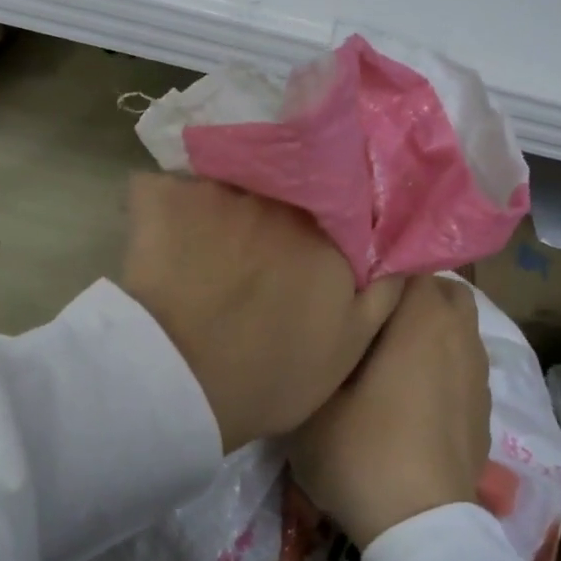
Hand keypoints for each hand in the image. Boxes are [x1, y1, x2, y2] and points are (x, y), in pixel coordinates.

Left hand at [120, 174, 402, 452]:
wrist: (178, 384)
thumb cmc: (271, 375)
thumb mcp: (349, 346)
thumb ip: (383, 291)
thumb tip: (399, 251)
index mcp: (326, 227)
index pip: (339, 191)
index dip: (328, 204)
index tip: (315, 223)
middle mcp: (278, 193)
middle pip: (281, 176)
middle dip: (273, 194)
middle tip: (252, 234)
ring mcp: (217, 188)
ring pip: (225, 179)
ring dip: (219, 202)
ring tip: (204, 236)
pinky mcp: (162, 195)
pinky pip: (165, 188)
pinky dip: (165, 207)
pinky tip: (160, 237)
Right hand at [290, 275, 490, 547]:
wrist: (420, 527)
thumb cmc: (361, 452)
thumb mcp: (312, 400)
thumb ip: (314, 350)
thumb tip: (321, 327)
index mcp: (422, 319)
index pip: (407, 263)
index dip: (374, 269)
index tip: (346, 283)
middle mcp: (459, 335)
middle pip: (440, 289)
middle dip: (407, 292)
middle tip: (365, 314)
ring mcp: (477, 373)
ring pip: (456, 325)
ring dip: (426, 327)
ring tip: (386, 352)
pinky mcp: (483, 407)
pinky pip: (461, 360)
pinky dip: (440, 361)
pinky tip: (409, 391)